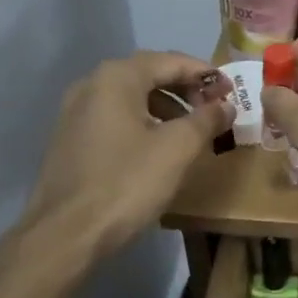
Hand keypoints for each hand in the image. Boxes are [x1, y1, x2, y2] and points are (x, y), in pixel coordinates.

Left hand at [23, 52, 233, 259]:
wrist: (65, 236)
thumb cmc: (126, 182)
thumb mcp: (178, 148)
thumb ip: (207, 119)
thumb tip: (225, 106)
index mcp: (116, 78)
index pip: (171, 61)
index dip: (205, 74)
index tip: (231, 91)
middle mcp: (91, 85)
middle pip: (149, 75)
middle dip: (186, 89)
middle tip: (214, 109)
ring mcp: (75, 113)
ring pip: (132, 98)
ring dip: (167, 107)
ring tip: (192, 131)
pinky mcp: (70, 140)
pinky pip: (116, 118)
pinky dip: (144, 123)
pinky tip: (159, 148)